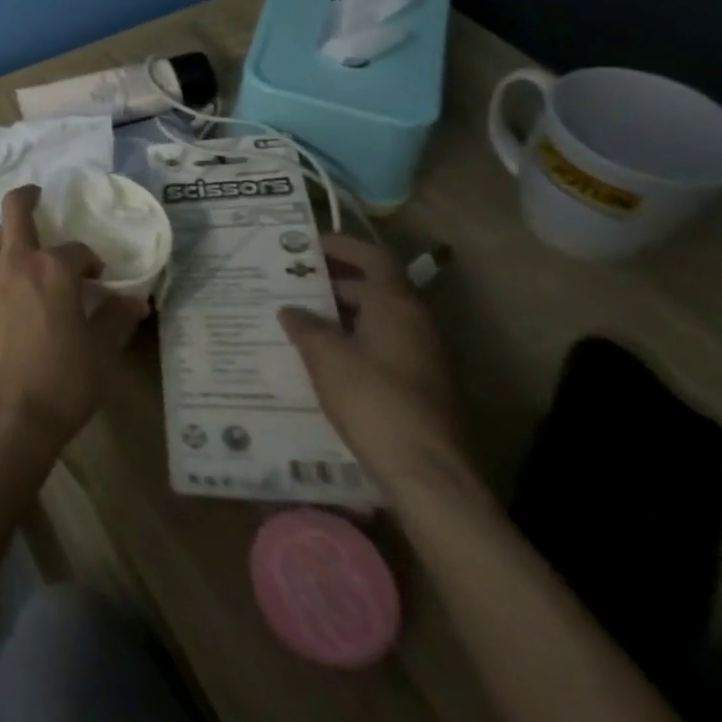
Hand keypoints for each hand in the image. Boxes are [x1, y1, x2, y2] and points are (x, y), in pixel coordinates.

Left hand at [0, 185, 149, 460]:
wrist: (4, 415)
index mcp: (51, 269)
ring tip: (30, 248)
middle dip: (27, 197)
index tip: (99, 278)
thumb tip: (135, 301)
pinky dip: (3, 266)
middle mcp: (16, 264)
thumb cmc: (61, 382)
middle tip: (39, 196)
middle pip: (14, 211)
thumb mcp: (100, 355)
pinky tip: (15, 289)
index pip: (76, 250)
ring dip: (12, 234)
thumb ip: (115, 320)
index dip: (90, 260)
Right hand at [280, 235, 472, 500]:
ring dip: (341, 315)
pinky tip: (322, 360)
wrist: (429, 477)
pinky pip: (382, 349)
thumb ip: (305, 326)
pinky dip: (353, 343)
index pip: (373, 257)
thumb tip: (291, 309)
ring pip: (378, 321)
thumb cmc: (374, 401)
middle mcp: (416, 324)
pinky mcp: (422, 389)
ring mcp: (424, 359)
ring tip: (299, 319)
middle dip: (334, 282)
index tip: (307, 244)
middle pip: (375, 288)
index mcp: (396, 305)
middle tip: (292, 282)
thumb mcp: (326, 356)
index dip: (341, 245)